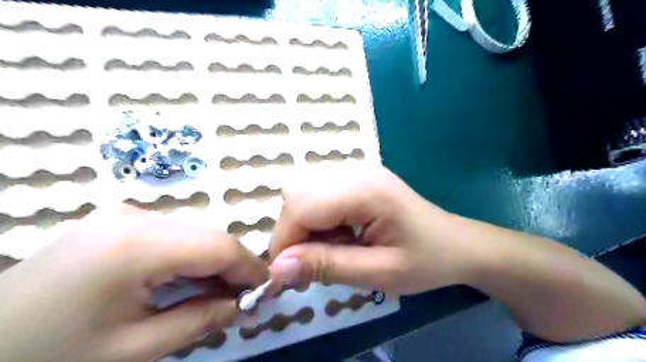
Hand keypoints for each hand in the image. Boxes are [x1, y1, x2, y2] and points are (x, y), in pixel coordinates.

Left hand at [0, 205, 264, 361]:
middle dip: (233, 267)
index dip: (250, 267)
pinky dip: (190, 257)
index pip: (218, 246)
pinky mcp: (119, 220)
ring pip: (194, 233)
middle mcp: (135, 216)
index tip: (266, 290)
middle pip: (208, 236)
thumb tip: (242, 305)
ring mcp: (124, 213)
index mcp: (136, 245)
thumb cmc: (50, 356)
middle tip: (242, 299)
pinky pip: (173, 234)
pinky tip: (188, 281)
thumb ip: (200, 320)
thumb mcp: (134, 350)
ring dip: (212, 262)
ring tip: (218, 293)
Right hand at [267, 164, 472, 293]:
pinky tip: (338, 236)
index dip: (284, 241)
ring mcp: (356, 170)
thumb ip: (327, 266)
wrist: (456, 244)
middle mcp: (355, 170)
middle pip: (297, 195)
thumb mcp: (378, 272)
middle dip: (292, 233)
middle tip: (308, 266)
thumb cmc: (426, 261)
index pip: (301, 206)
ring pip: (304, 193)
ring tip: (329, 251)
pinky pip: (318, 194)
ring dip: (303, 227)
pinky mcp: (356, 178)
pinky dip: (316, 219)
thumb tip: (278, 268)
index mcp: (365, 190)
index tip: (287, 276)